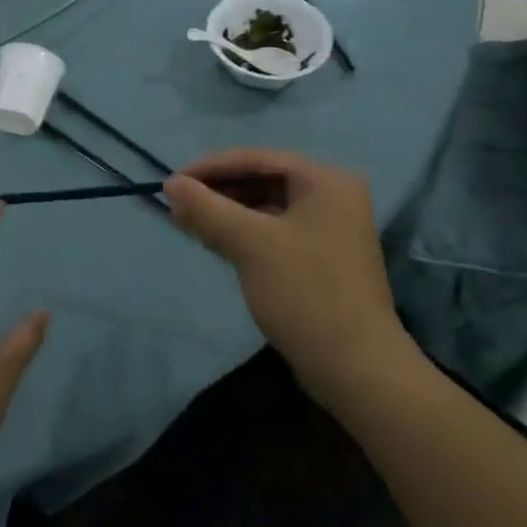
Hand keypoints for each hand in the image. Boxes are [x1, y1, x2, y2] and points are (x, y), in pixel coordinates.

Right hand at [163, 150, 417, 399]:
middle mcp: (332, 196)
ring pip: (267, 207)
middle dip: (218, 191)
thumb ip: (207, 208)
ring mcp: (329, 229)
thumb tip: (171, 184)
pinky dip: (244, 232)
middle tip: (177, 204)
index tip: (172, 182)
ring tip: (187, 222)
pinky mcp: (321, 258)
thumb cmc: (304, 292)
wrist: (355, 367)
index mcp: (325, 181)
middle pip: (263, 180)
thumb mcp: (249, 244)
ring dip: (227, 212)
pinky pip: (274, 231)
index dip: (211, 167)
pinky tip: (215, 241)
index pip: (258, 159)